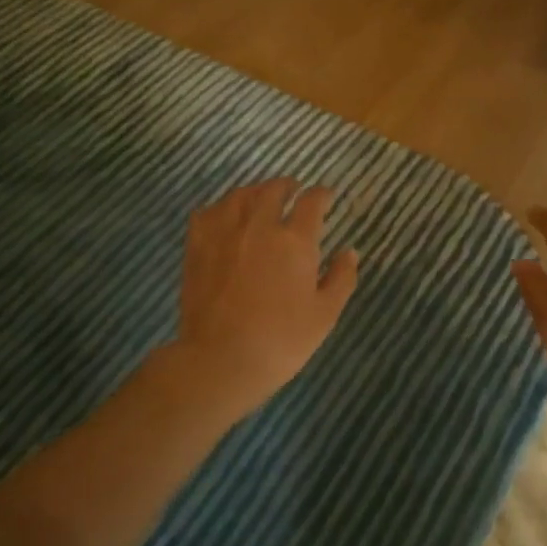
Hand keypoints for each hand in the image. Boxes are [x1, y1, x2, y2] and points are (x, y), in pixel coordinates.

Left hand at [173, 179, 358, 414]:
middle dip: (287, 186)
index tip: (327, 196)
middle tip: (294, 190)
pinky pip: (208, 211)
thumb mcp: (325, 314)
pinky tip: (226, 215)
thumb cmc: (281, 340)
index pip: (312, 202)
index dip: (322, 195)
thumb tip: (349, 251)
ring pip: (240, 195)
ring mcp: (224, 233)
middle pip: (273, 190)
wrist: (220, 359)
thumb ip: (341, 278)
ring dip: (256, 191)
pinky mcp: (197, 245)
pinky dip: (222, 207)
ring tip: (262, 197)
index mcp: (296, 241)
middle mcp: (260, 226)